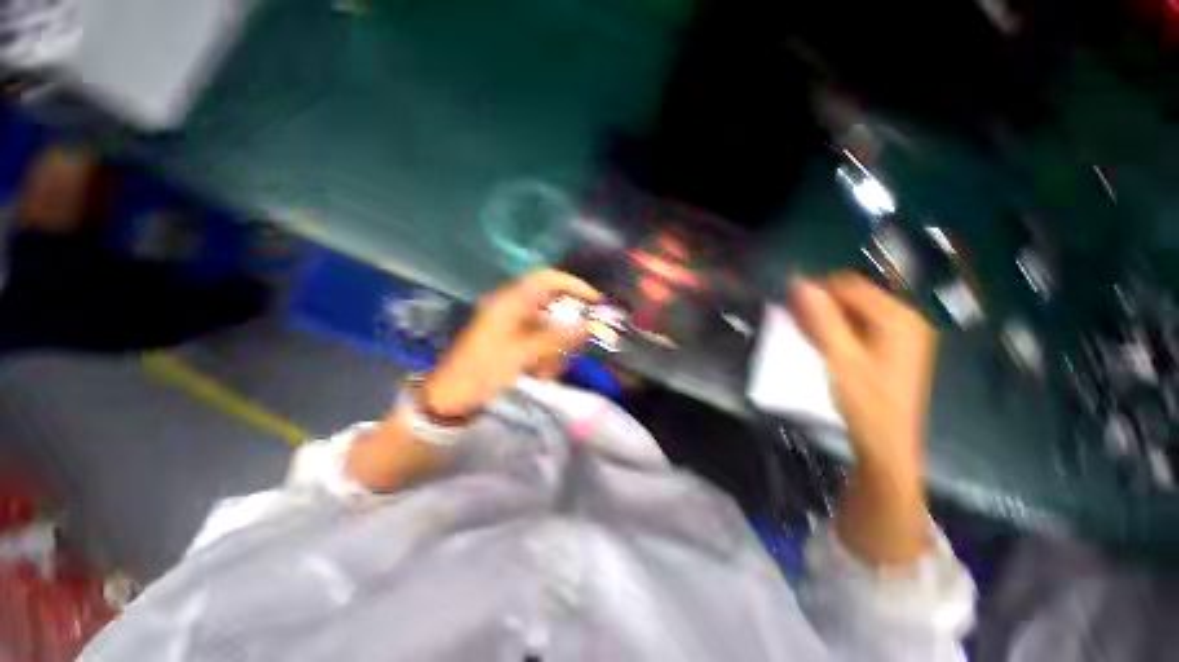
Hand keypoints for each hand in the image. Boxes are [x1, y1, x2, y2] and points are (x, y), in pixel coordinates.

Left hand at [422, 269, 600, 416]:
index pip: (547, 279)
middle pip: (551, 306)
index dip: (574, 285)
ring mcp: (510, 324)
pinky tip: (541, 373)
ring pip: (547, 327)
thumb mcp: (522, 355)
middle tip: (573, 348)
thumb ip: (556, 338)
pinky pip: (538, 341)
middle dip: (565, 328)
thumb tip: (585, 325)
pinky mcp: (510, 339)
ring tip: (547, 371)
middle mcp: (511, 307)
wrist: (450, 399)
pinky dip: (545, 355)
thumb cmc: (483, 373)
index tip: (594, 301)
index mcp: (510, 302)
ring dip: (555, 347)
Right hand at [790, 273, 936, 479]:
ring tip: (799, 330)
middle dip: (819, 304)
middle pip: (852, 297)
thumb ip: (821, 319)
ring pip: (852, 312)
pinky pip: (856, 327)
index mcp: (898, 318)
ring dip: (823, 317)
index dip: (816, 290)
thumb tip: (799, 283)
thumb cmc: (865, 402)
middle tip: (791, 319)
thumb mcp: (839, 358)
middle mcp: (904, 320)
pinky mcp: (890, 349)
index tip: (787, 303)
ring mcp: (899, 335)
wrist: (885, 444)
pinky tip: (816, 340)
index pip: (849, 286)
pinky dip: (834, 330)